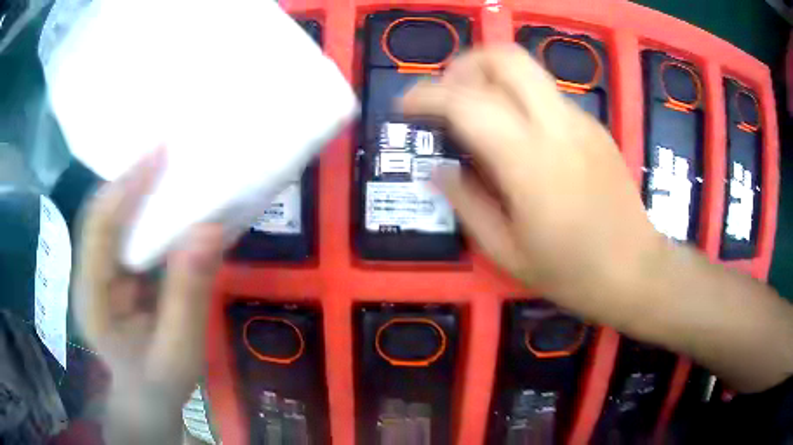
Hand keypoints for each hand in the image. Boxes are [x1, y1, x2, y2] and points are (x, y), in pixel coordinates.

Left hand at [74, 149, 223, 442]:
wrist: (146, 398)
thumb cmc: (160, 384)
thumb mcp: (179, 351)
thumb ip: (188, 296)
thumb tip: (208, 229)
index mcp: (92, 298)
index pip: (99, 230)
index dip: (125, 188)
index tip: (159, 153)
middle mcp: (89, 272)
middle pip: (103, 212)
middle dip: (132, 178)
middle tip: (171, 148)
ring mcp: (100, 268)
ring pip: (114, 215)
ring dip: (141, 186)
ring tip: (173, 162)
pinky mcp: (114, 267)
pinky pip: (128, 227)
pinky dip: (148, 207)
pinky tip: (170, 195)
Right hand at [402, 46, 661, 307]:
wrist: (636, 270)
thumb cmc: (572, 272)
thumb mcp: (506, 251)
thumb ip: (466, 203)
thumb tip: (439, 169)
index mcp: (530, 161)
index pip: (466, 102)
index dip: (425, 96)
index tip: (404, 106)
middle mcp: (557, 125)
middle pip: (505, 57)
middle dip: (464, 66)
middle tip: (447, 96)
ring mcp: (581, 121)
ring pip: (527, 71)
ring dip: (491, 81)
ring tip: (476, 116)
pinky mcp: (595, 126)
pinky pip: (546, 95)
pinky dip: (518, 100)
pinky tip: (518, 137)